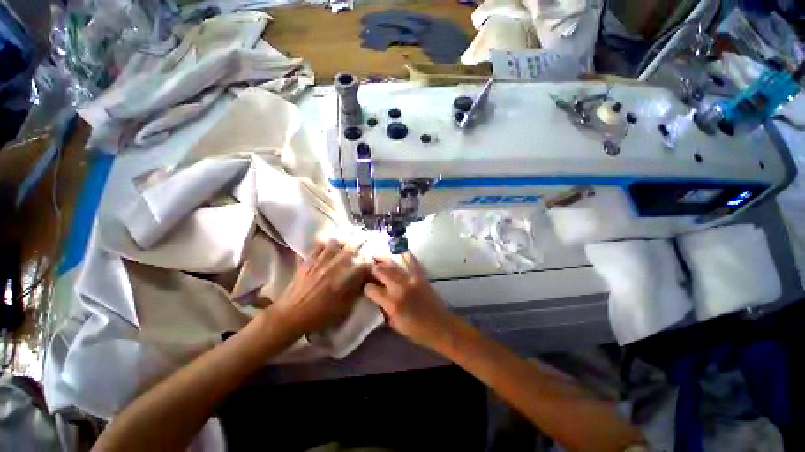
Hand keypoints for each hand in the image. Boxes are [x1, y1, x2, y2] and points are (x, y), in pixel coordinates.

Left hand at [271, 240, 368, 335]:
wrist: (293, 313)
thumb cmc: (320, 316)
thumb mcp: (344, 309)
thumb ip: (355, 292)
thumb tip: (363, 281)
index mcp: (346, 279)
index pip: (365, 264)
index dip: (371, 263)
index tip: (373, 265)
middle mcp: (334, 265)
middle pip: (352, 247)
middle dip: (361, 245)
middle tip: (365, 244)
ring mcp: (320, 260)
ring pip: (335, 242)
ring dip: (342, 243)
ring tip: (344, 245)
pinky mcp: (307, 259)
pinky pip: (318, 245)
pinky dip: (324, 245)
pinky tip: (326, 248)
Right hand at [364, 254, 457, 348]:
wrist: (442, 327)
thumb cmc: (417, 332)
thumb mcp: (394, 325)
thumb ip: (384, 310)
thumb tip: (377, 301)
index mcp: (391, 303)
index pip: (370, 288)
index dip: (366, 289)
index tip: (367, 290)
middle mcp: (399, 288)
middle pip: (379, 270)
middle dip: (372, 271)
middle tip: (369, 272)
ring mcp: (411, 280)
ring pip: (392, 264)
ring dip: (382, 260)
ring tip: (375, 257)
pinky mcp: (421, 277)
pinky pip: (411, 261)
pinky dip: (404, 255)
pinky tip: (398, 251)